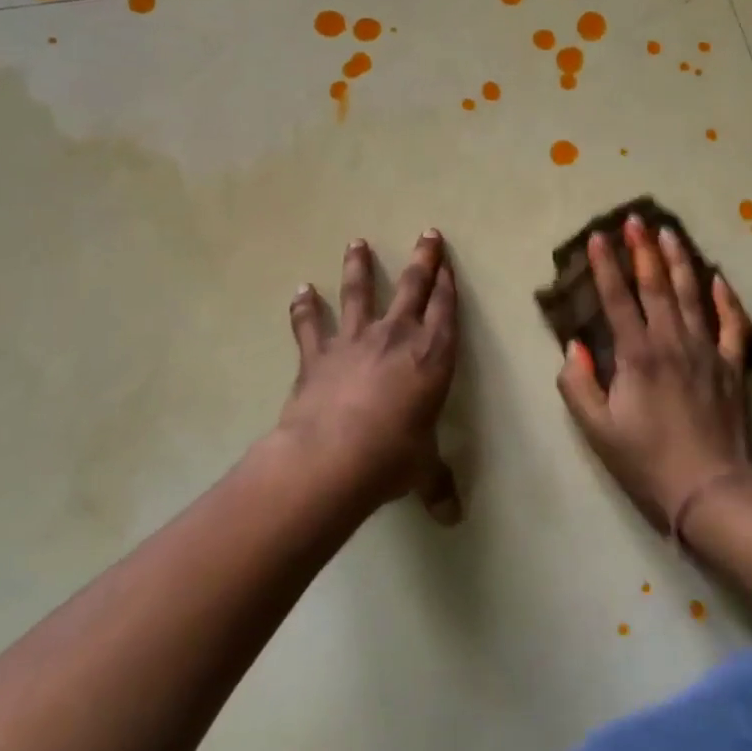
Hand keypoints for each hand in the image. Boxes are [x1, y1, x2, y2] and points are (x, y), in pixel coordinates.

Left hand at [274, 231, 462, 523]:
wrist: (333, 456)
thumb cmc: (393, 456)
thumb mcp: (422, 470)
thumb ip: (437, 485)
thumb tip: (451, 517)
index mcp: (432, 357)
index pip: (446, 311)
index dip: (448, 285)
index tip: (448, 264)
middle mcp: (397, 337)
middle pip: (413, 287)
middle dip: (423, 259)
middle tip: (427, 233)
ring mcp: (355, 340)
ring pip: (359, 292)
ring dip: (359, 266)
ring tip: (356, 242)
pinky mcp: (318, 354)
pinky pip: (309, 325)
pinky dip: (304, 308)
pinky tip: (300, 290)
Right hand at [556, 213, 751, 533]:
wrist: (710, 489)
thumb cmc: (647, 460)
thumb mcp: (597, 429)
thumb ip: (578, 384)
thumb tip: (573, 347)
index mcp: (637, 355)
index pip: (617, 299)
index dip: (604, 267)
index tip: (595, 238)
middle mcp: (671, 342)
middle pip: (656, 286)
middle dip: (642, 250)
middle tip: (635, 219)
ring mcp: (706, 351)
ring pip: (692, 295)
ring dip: (679, 261)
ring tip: (670, 232)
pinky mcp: (731, 366)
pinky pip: (730, 325)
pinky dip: (725, 299)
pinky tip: (718, 278)